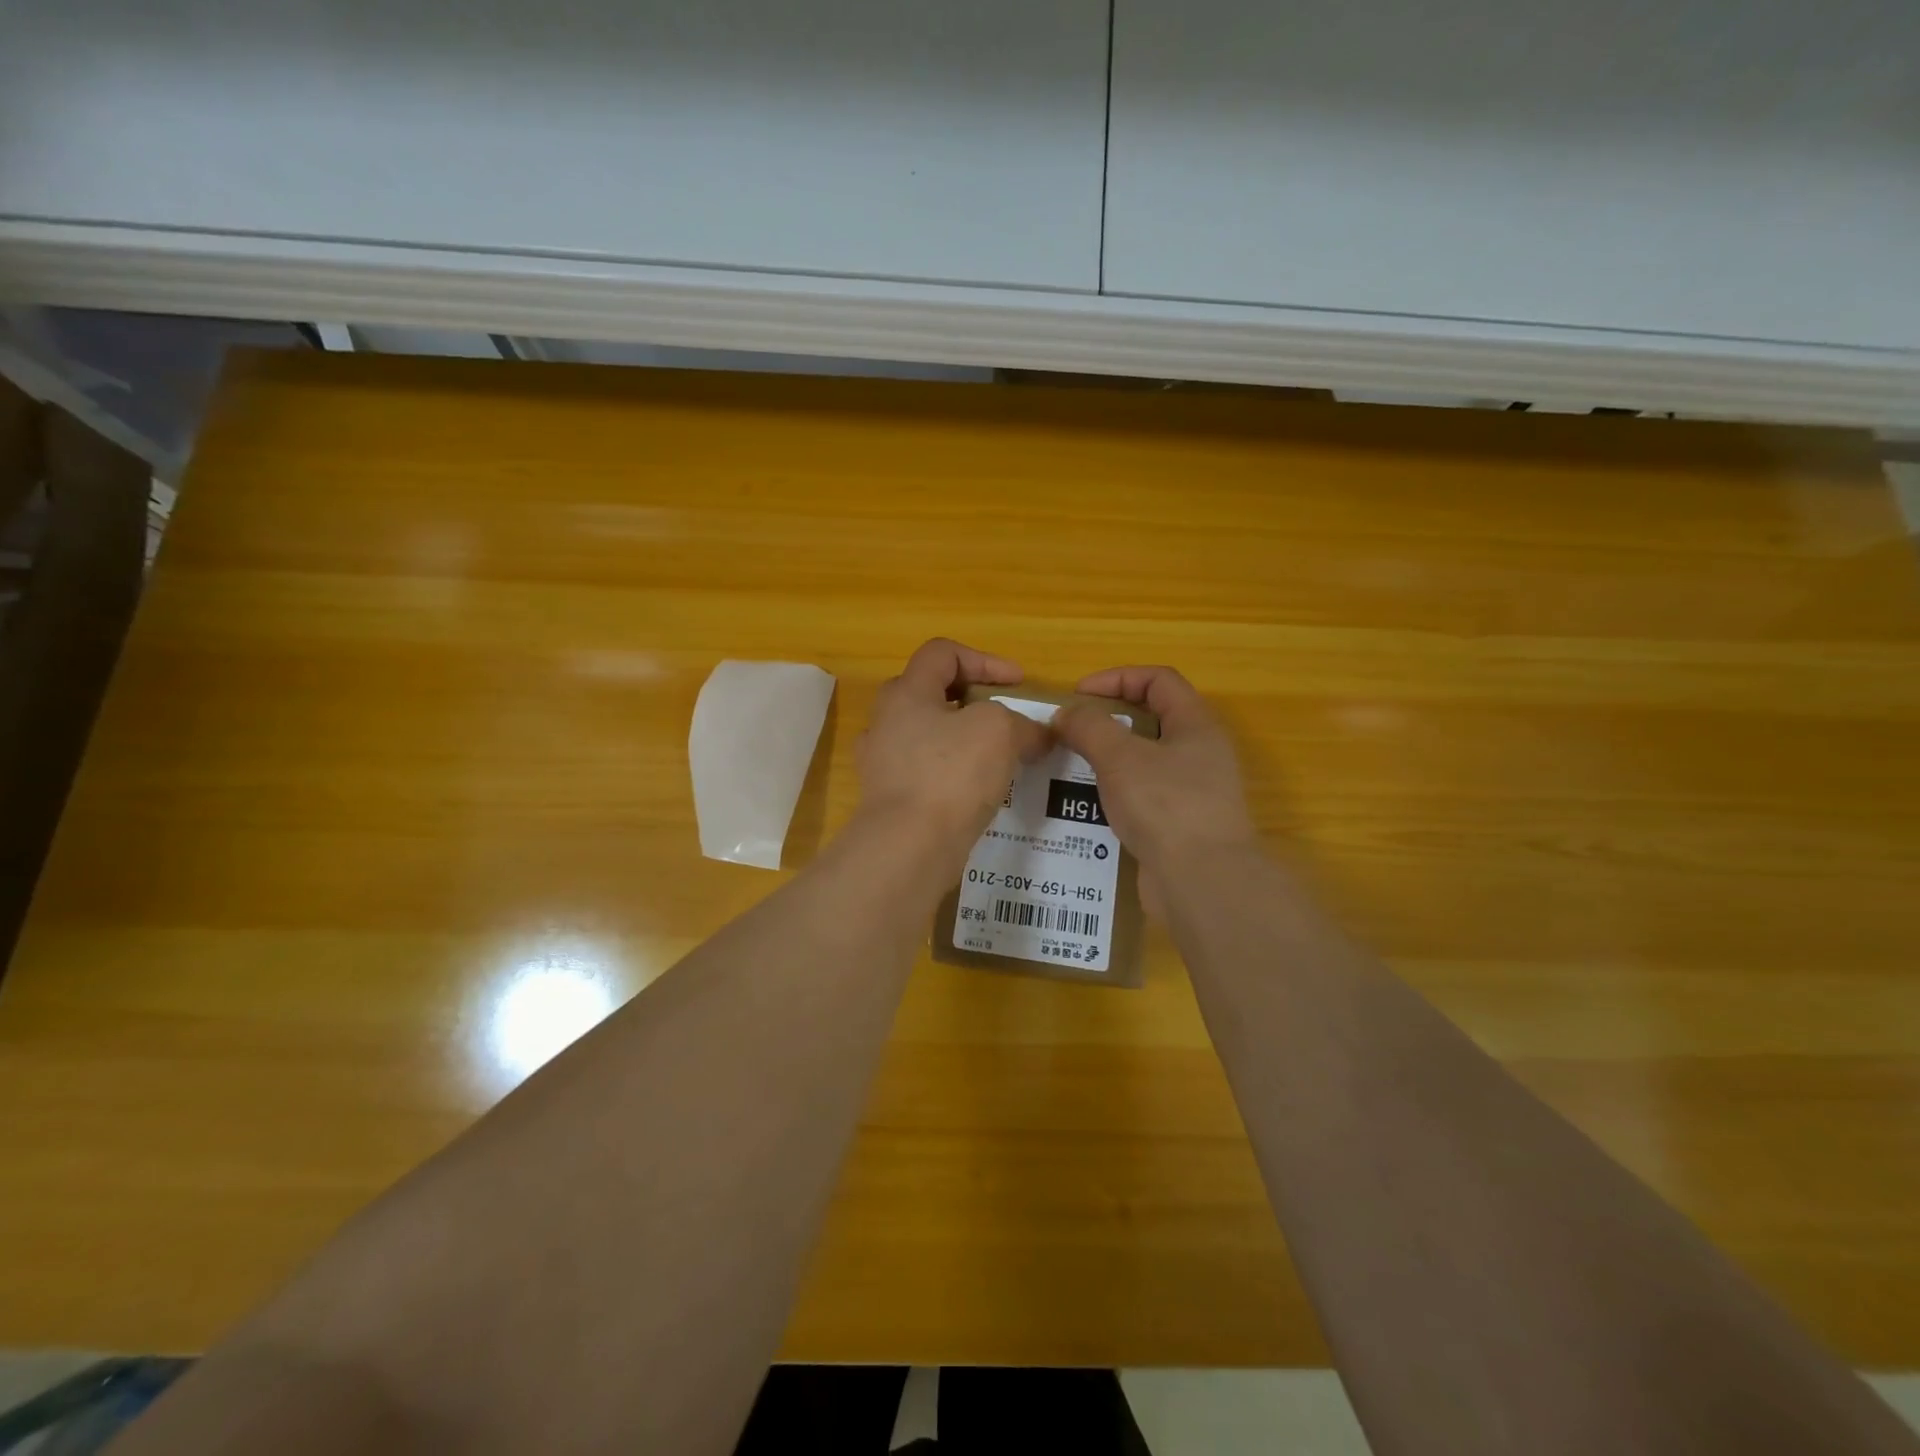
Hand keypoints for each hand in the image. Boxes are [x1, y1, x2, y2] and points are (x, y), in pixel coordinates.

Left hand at [855, 639, 1049, 860]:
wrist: (908, 847)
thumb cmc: (950, 774)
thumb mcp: (999, 731)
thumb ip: (1022, 724)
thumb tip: (1036, 736)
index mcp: (906, 693)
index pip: (942, 653)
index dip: (985, 660)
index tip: (1018, 684)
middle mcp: (886, 722)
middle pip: (932, 693)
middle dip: (972, 701)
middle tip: (1003, 718)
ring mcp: (883, 762)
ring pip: (929, 736)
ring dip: (964, 740)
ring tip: (998, 758)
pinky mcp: (890, 798)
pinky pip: (927, 773)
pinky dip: (954, 775)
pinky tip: (979, 793)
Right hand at [1054, 666, 1258, 909]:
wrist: (1202, 882)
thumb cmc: (1165, 805)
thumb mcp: (1120, 756)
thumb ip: (1089, 727)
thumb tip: (1066, 714)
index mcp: (1196, 724)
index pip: (1158, 680)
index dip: (1117, 677)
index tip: (1078, 695)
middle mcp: (1201, 752)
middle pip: (1152, 719)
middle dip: (1108, 720)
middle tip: (1072, 732)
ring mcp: (1194, 791)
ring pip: (1145, 761)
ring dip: (1108, 759)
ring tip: (1072, 768)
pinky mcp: (1181, 825)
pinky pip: (1144, 796)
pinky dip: (1116, 793)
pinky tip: (1088, 807)